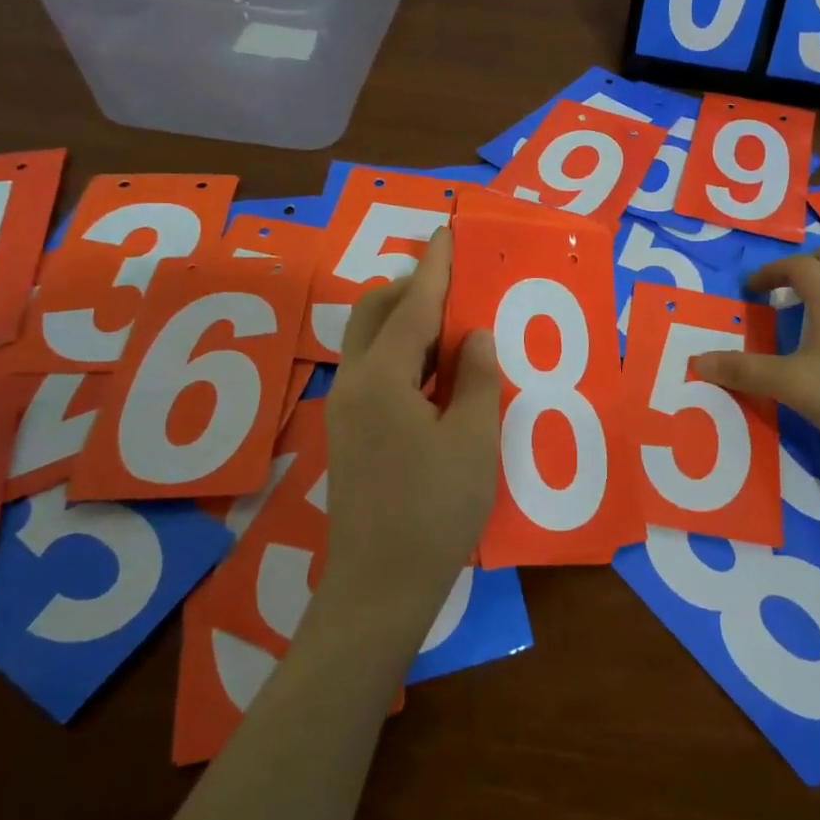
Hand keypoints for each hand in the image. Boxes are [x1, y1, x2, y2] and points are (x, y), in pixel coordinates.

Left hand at [323, 229, 501, 612]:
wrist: (381, 586)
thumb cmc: (435, 509)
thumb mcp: (472, 439)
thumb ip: (474, 378)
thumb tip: (472, 336)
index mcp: (382, 380)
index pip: (411, 307)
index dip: (434, 269)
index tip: (447, 233)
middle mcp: (354, 384)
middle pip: (375, 314)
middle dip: (412, 289)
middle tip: (455, 285)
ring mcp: (345, 410)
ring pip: (370, 341)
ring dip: (406, 321)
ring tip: (451, 325)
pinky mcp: (350, 433)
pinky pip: (373, 369)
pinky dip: (401, 353)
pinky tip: (434, 372)